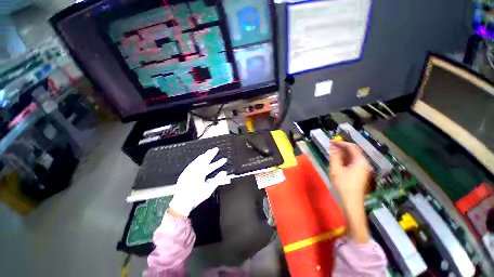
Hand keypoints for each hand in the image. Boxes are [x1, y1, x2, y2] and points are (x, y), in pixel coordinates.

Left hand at [168, 147, 227, 216]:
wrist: (181, 203)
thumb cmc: (195, 197)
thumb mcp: (209, 189)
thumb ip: (217, 180)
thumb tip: (224, 172)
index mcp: (200, 174)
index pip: (212, 166)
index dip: (219, 162)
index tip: (224, 159)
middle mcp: (194, 170)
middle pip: (204, 160)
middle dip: (210, 154)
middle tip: (215, 149)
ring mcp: (188, 171)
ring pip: (197, 160)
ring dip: (203, 156)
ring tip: (207, 152)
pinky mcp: (184, 173)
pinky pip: (192, 163)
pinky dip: (196, 160)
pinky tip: (198, 160)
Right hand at [329, 141, 372, 203]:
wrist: (351, 202)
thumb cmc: (343, 185)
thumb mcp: (336, 169)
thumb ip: (334, 156)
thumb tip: (333, 147)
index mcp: (360, 161)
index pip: (351, 147)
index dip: (341, 143)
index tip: (331, 142)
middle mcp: (364, 164)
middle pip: (354, 151)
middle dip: (342, 148)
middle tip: (330, 147)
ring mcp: (364, 170)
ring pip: (353, 157)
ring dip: (343, 154)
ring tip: (332, 153)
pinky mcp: (361, 174)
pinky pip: (353, 163)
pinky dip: (345, 160)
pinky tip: (338, 161)